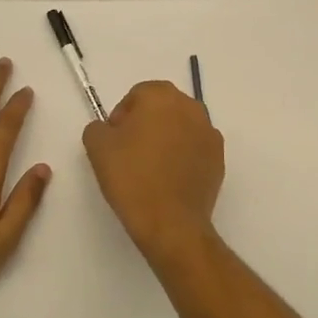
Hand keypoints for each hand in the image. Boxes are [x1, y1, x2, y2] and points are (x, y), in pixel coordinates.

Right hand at [83, 80, 223, 265]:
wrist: (170, 223)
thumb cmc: (132, 177)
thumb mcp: (97, 147)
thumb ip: (98, 127)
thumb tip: (109, 130)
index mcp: (162, 97)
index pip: (137, 94)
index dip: (122, 115)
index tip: (114, 140)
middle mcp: (191, 107)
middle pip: (162, 107)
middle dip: (146, 123)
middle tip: (129, 151)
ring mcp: (209, 133)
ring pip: (181, 127)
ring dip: (166, 138)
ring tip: (150, 167)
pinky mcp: (219, 159)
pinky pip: (195, 148)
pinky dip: (183, 156)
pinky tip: (169, 179)